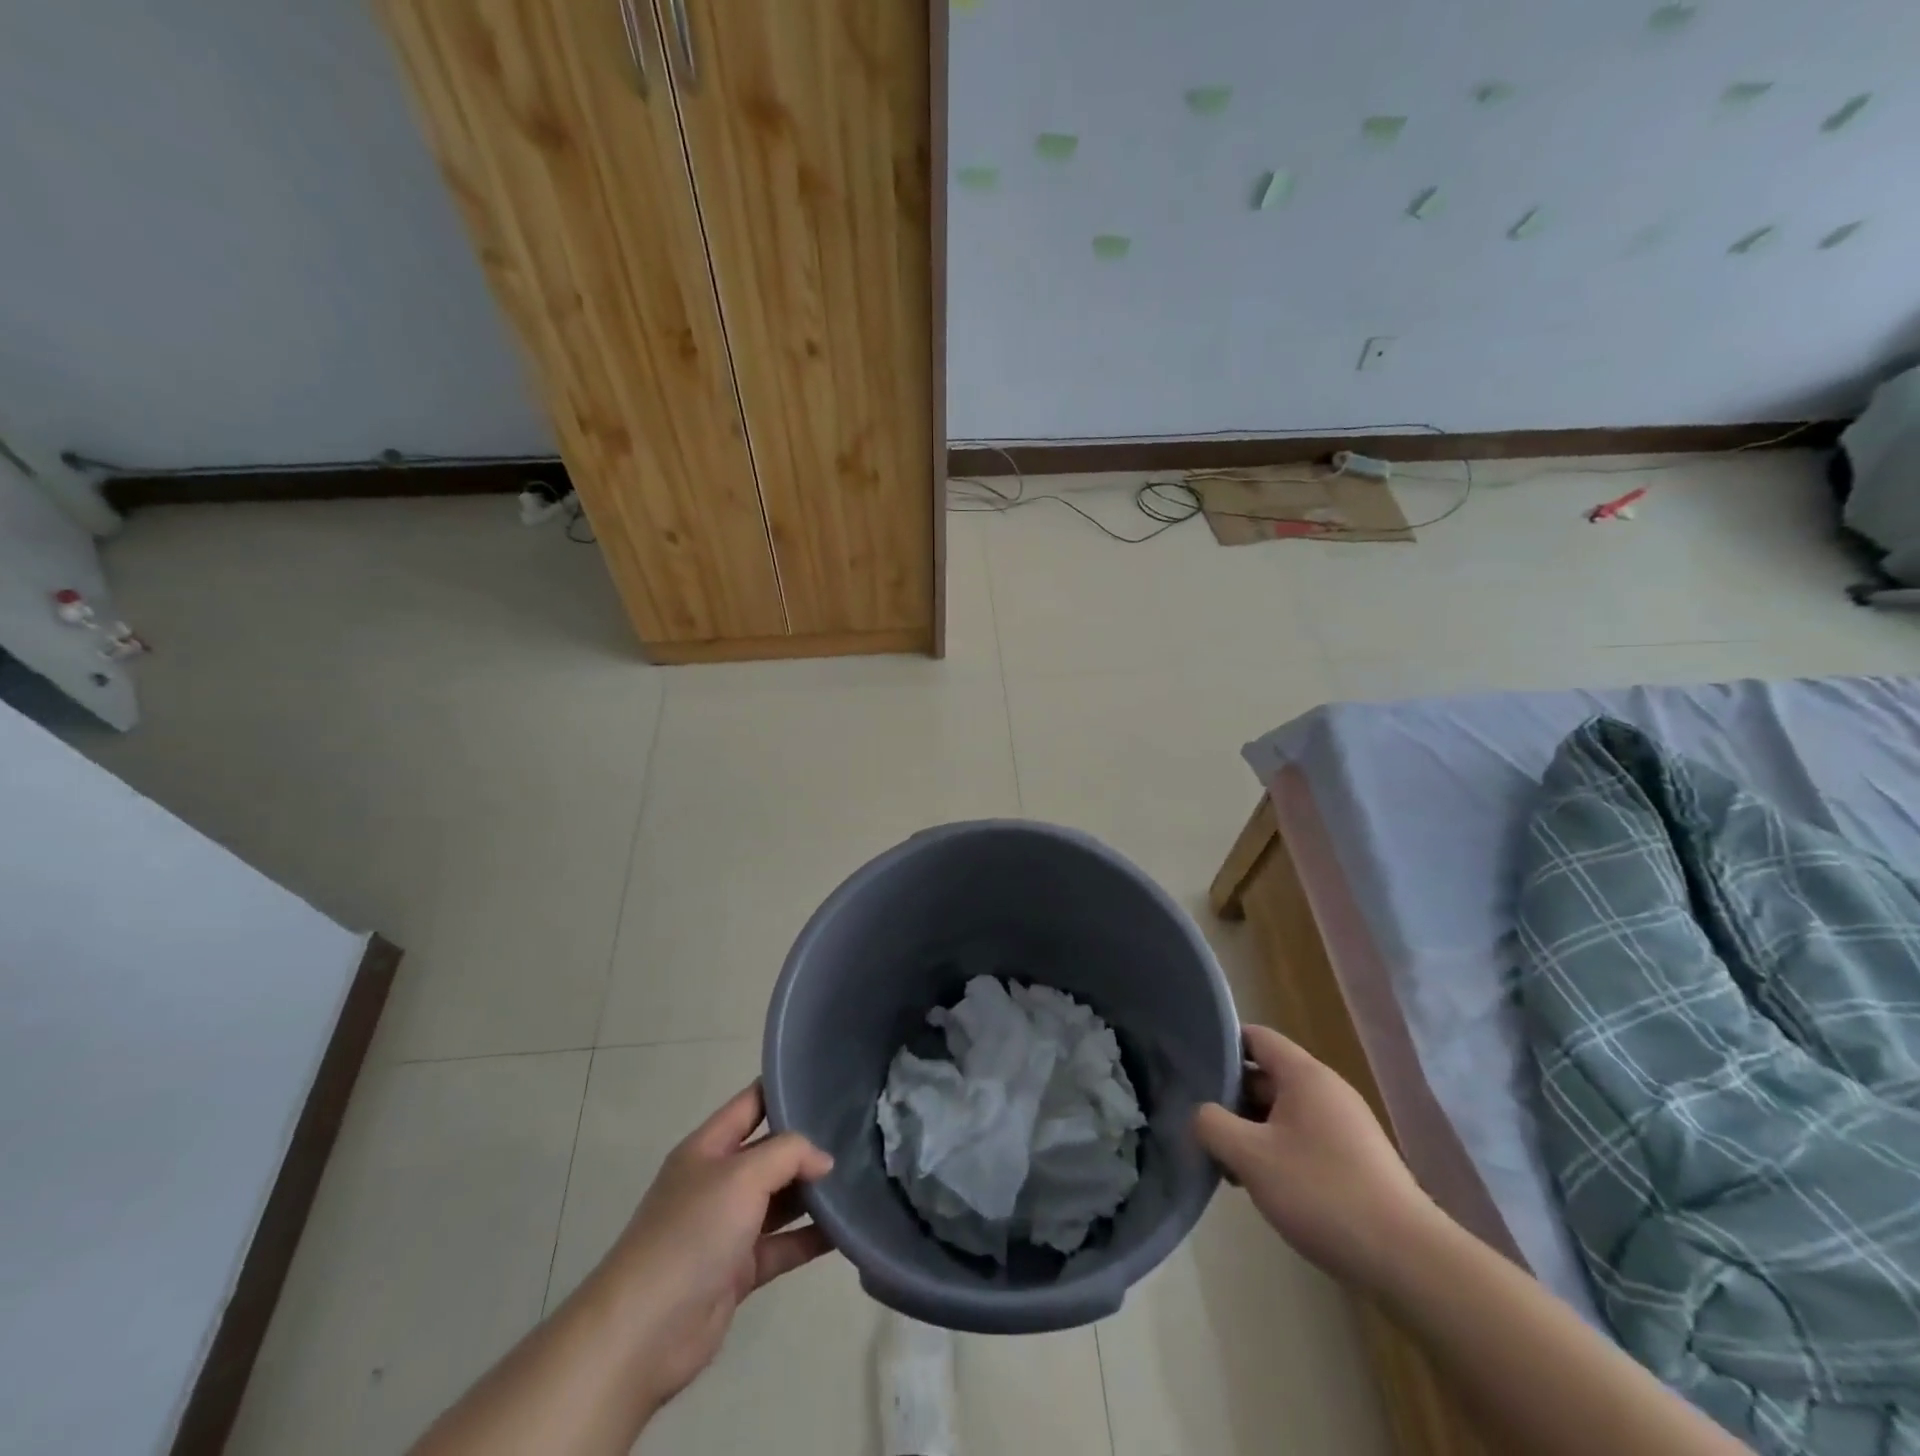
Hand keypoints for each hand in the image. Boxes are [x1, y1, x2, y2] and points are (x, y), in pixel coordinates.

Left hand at [593, 1081, 834, 1415]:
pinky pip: (783, 1245)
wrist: (643, 1333)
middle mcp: (718, 1181)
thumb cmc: (691, 1233)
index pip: (751, 1104)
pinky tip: (847, 1231)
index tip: (828, 1080)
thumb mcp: (742, 1176)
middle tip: (859, 1132)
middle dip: (808, 1145)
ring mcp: (728, 1227)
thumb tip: (824, 1160)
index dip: (785, 1090)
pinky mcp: (738, 1270)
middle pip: (771, 1152)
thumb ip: (789, 1154)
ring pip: (780, 1200)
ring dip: (814, 1193)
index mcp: (708, 1148)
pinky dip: (811, 1238)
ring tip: (861, 1177)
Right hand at [1193, 1024, 1439, 1286]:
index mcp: (1304, 1075)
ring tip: (1227, 1163)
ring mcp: (1345, 1126)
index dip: (1221, 1046)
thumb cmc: (1323, 1193)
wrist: (1408, 1261)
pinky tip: (1264, 1186)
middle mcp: (1327, 1090)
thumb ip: (1212, 1125)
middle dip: (1231, 1098)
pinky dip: (1277, 1151)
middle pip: (1266, 1075)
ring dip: (1252, 1130)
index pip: (1254, 1037)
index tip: (1191, 1069)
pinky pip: (1303, 1138)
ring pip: (1282, 1111)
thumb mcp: (1251, 1157)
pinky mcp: (1355, 1160)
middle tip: (1201, 1125)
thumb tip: (1199, 1114)